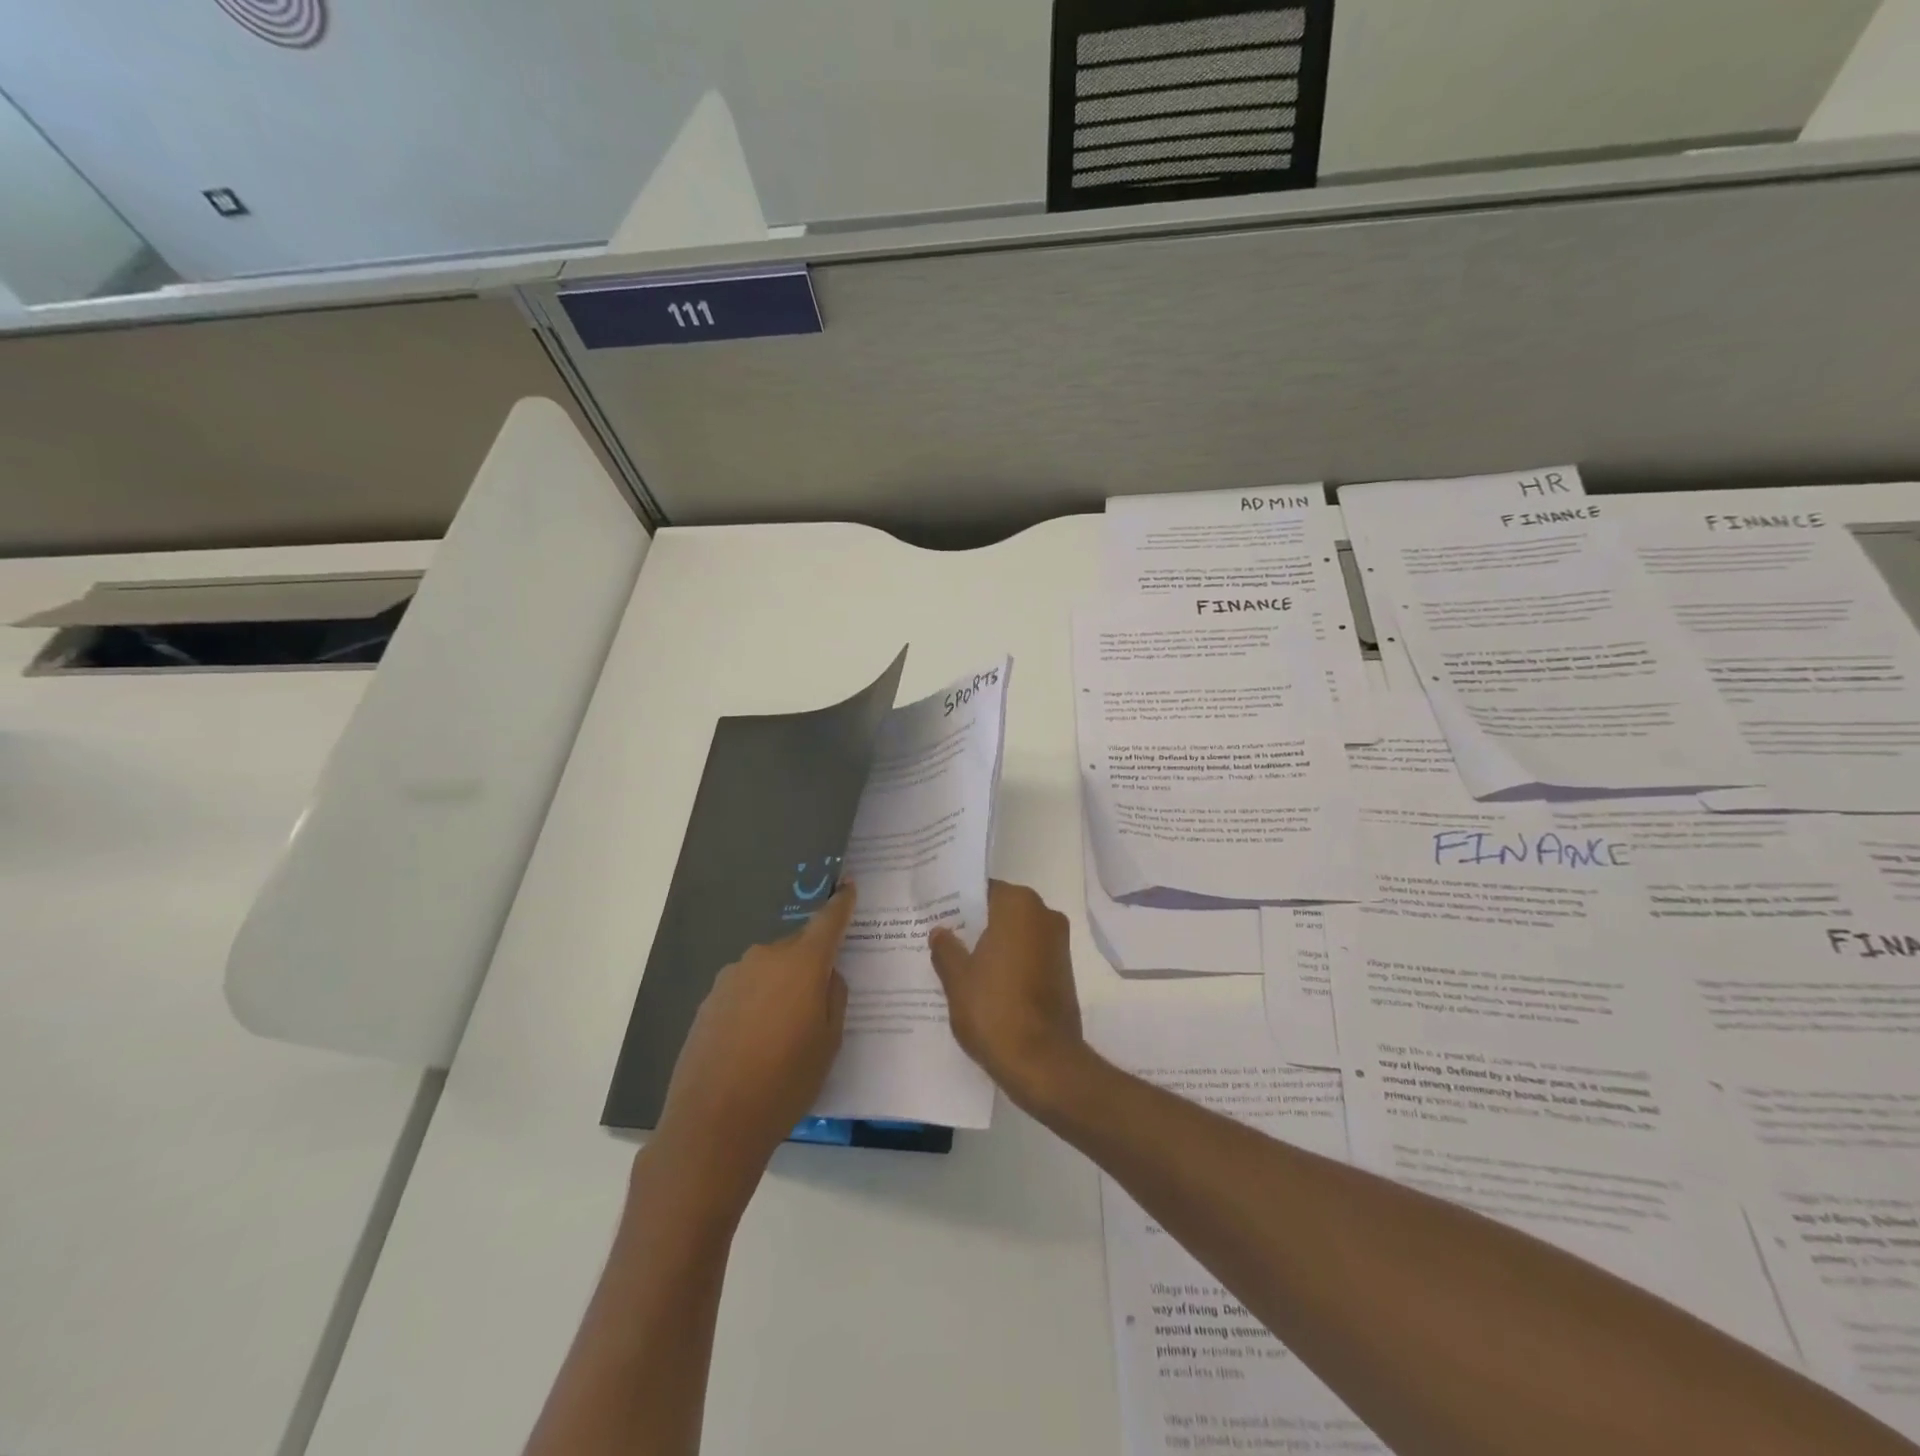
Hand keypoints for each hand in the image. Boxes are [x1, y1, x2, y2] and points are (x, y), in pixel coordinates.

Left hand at [652, 884, 854, 1204]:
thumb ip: (835, 996)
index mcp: (802, 963)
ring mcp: (732, 977)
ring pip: (769, 969)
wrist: (713, 1122)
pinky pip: (745, 989)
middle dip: (810, 962)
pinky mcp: (709, 1000)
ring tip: (783, 1030)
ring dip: (781, 985)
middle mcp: (765, 957)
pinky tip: (754, 1041)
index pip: (828, 920)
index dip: (841, 903)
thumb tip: (827, 974)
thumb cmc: (786, 1081)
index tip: (848, 886)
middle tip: (819, 998)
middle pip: (797, 948)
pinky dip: (756, 1002)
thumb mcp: (830, 1042)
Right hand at [929, 880, 1086, 1111]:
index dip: (959, 902)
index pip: (984, 890)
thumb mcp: (957, 979)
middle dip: (975, 923)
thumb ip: (946, 949)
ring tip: (958, 962)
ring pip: (1016, 934)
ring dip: (993, 945)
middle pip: (1002, 910)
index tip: (937, 914)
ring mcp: (1058, 944)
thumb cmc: (995, 1010)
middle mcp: (1044, 916)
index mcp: (1019, 906)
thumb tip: (940, 932)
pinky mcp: (1063, 972)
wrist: (1043, 1063)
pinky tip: (984, 983)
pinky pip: (1029, 955)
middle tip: (942, 937)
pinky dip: (1009, 962)